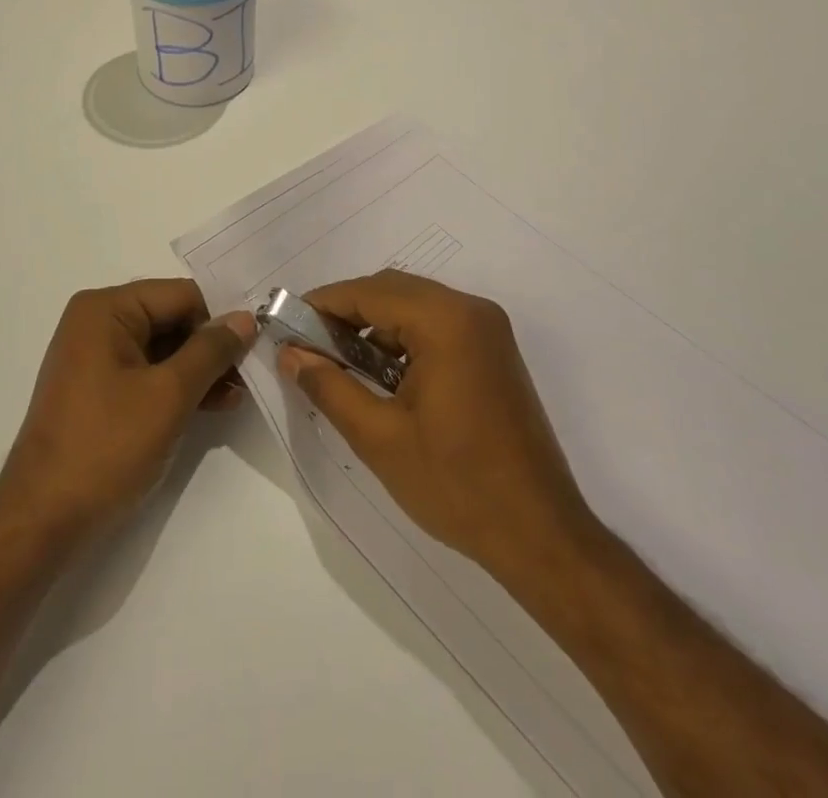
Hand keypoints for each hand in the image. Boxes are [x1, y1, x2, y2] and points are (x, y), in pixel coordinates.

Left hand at [0, 279, 256, 545]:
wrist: (42, 521)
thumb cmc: (106, 447)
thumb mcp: (168, 395)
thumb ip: (210, 351)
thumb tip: (245, 317)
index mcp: (106, 309)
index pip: (180, 296)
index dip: (220, 319)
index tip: (257, 345)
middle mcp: (97, 322)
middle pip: (171, 319)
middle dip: (211, 347)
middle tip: (251, 374)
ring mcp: (95, 357)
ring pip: (163, 348)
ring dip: (199, 370)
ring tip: (237, 395)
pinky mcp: (98, 390)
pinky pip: (147, 373)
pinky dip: (177, 386)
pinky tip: (211, 406)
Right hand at [278, 270, 597, 572]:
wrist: (541, 536)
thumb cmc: (457, 485)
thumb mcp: (379, 437)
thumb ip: (328, 386)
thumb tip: (289, 353)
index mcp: (446, 321)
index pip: (369, 292)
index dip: (322, 304)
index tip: (286, 324)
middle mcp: (471, 311)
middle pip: (392, 290)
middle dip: (346, 313)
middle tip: (308, 347)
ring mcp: (488, 330)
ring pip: (414, 306)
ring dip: (374, 327)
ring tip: (340, 366)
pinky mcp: (494, 353)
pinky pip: (436, 326)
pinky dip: (403, 340)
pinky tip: (383, 378)